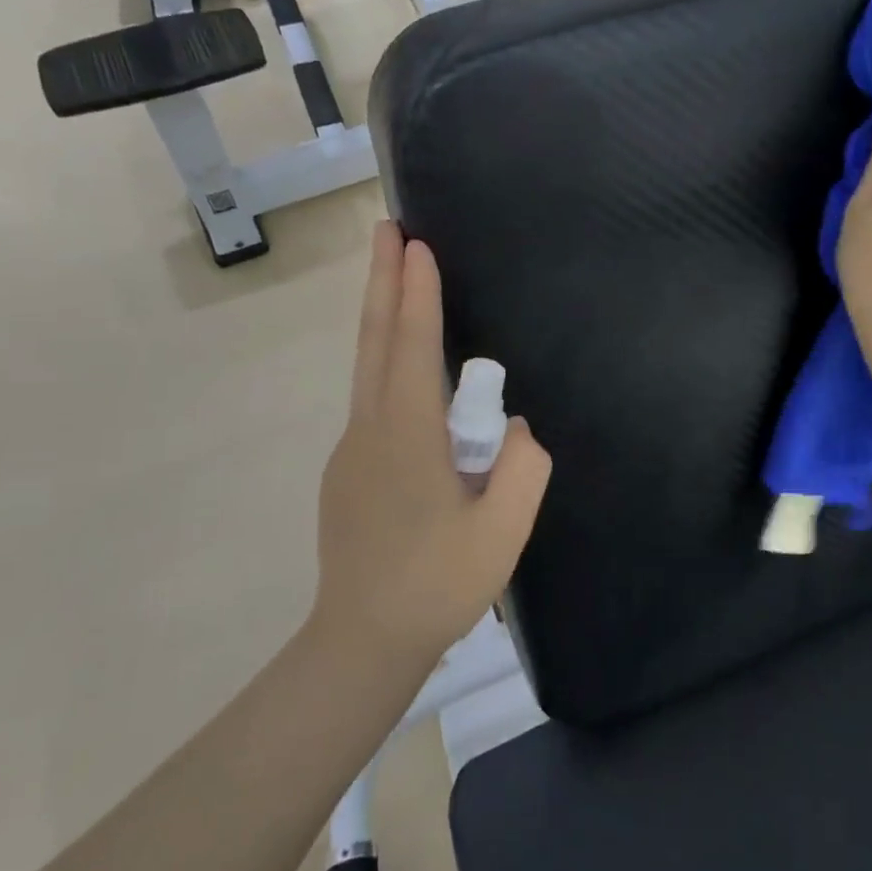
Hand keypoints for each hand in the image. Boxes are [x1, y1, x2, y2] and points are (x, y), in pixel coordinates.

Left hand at [314, 222, 551, 667]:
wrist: (363, 641)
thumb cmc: (438, 585)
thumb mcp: (504, 530)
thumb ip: (524, 467)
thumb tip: (516, 428)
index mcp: (409, 436)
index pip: (414, 346)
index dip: (417, 292)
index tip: (415, 244)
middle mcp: (371, 429)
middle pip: (376, 341)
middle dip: (382, 281)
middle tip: (385, 230)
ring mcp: (352, 451)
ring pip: (367, 370)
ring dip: (382, 318)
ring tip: (395, 282)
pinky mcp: (347, 473)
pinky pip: (371, 403)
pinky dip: (385, 366)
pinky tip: (408, 376)